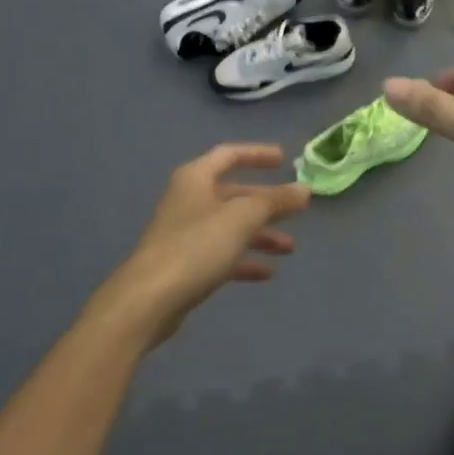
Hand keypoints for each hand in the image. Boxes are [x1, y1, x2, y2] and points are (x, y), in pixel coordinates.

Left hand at [95, 144, 310, 344]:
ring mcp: (185, 234)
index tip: (284, 159)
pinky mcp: (185, 264)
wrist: (149, 300)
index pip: (229, 155)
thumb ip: (275, 201)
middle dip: (266, 203)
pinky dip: (245, 260)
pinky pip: (222, 254)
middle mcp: (189, 200)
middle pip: (234, 194)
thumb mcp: (242, 218)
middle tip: (297, 210)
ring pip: (230, 227)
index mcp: (196, 178)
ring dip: (261, 234)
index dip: (257, 154)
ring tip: (290, 248)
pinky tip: (267, 273)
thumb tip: (304, 189)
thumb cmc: (196, 246)